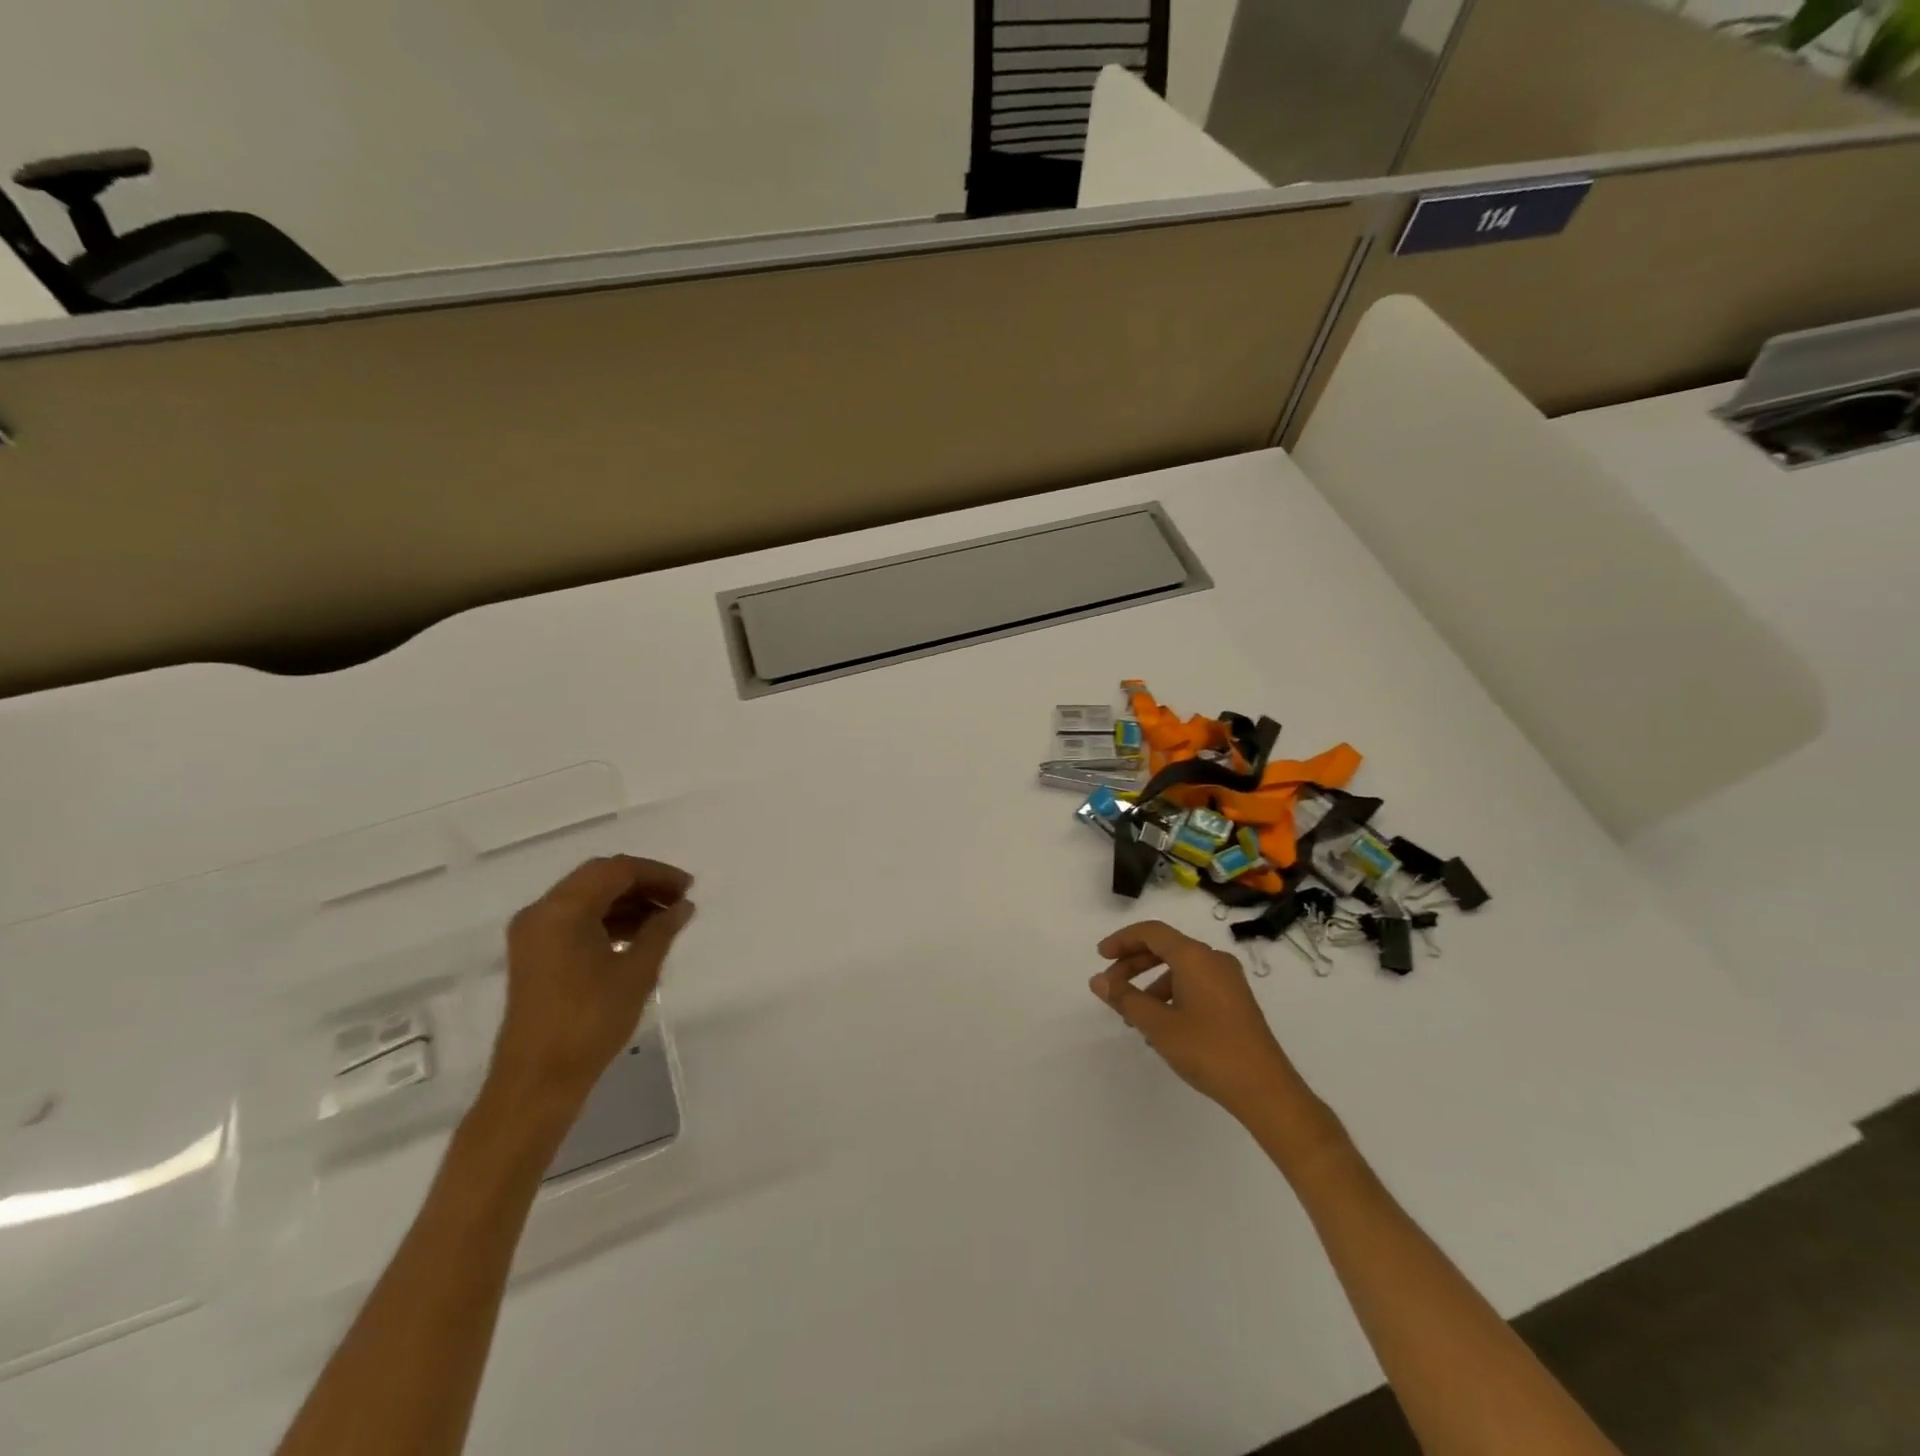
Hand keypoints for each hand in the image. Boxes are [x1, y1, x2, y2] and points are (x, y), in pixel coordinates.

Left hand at [489, 855, 695, 1108]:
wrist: (538, 1081)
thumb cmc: (590, 1021)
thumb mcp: (637, 972)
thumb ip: (662, 930)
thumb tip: (683, 906)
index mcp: (562, 910)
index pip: (616, 870)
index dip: (657, 873)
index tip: (689, 888)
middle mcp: (542, 913)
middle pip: (598, 878)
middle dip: (642, 884)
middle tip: (679, 900)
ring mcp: (534, 935)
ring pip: (587, 899)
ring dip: (626, 902)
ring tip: (665, 919)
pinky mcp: (535, 956)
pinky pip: (576, 921)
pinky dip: (608, 920)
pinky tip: (638, 937)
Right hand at [1090, 920, 1301, 1120]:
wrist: (1265, 1089)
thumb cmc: (1208, 1050)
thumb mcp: (1158, 1025)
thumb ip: (1125, 998)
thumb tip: (1098, 980)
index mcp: (1195, 957)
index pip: (1151, 932)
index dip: (1122, 940)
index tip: (1100, 957)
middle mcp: (1213, 959)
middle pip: (1165, 948)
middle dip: (1133, 963)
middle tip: (1110, 986)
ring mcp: (1228, 980)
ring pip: (1180, 968)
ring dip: (1151, 983)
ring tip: (1133, 1014)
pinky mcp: (1236, 1000)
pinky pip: (1195, 983)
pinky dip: (1172, 994)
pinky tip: (1162, 1025)